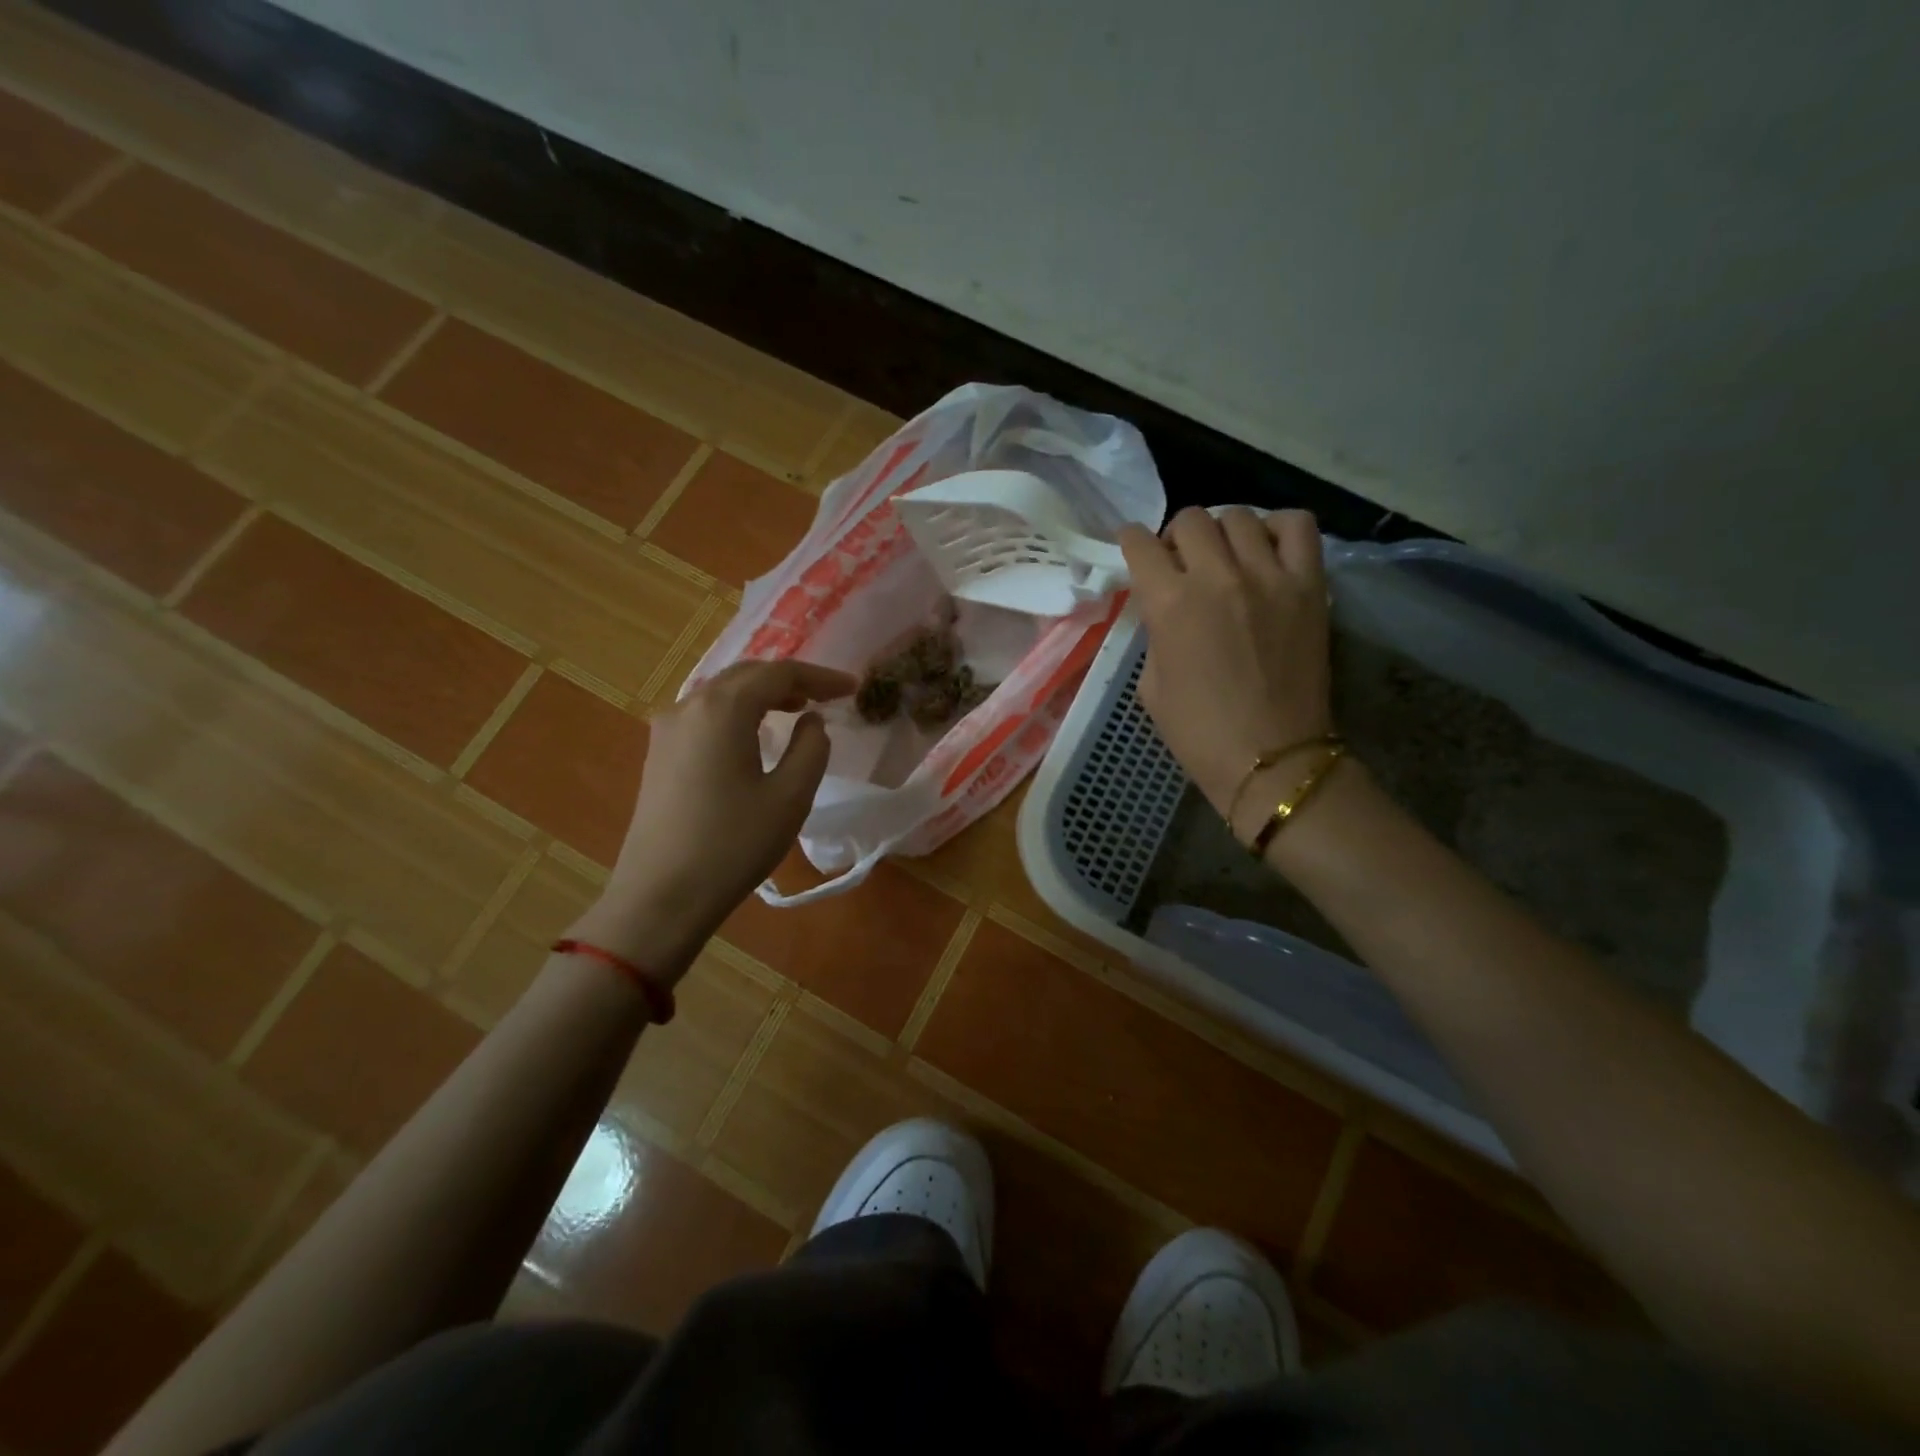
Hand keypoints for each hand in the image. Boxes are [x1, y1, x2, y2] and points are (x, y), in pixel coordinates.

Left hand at [567, 659, 854, 983]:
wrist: (661, 896)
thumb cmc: (733, 844)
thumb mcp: (790, 797)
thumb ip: (811, 749)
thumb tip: (811, 721)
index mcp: (722, 709)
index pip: (779, 673)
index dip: (820, 676)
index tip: (851, 688)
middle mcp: (689, 706)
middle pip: (746, 675)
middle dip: (789, 680)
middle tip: (826, 695)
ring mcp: (667, 729)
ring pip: (723, 693)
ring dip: (762, 694)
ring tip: (796, 708)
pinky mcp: (659, 753)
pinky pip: (705, 714)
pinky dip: (737, 712)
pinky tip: (754, 734)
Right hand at [1119, 507, 1333, 833]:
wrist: (1270, 758)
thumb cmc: (1198, 732)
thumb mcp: (1151, 685)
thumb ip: (1155, 634)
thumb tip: (1165, 609)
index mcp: (1169, 604)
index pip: (1141, 545)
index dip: (1131, 542)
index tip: (1134, 548)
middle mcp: (1216, 576)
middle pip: (1190, 520)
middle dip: (1175, 537)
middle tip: (1180, 561)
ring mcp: (1268, 576)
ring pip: (1238, 516)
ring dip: (1221, 531)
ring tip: (1224, 556)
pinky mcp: (1309, 585)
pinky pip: (1296, 526)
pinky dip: (1276, 527)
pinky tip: (1265, 549)